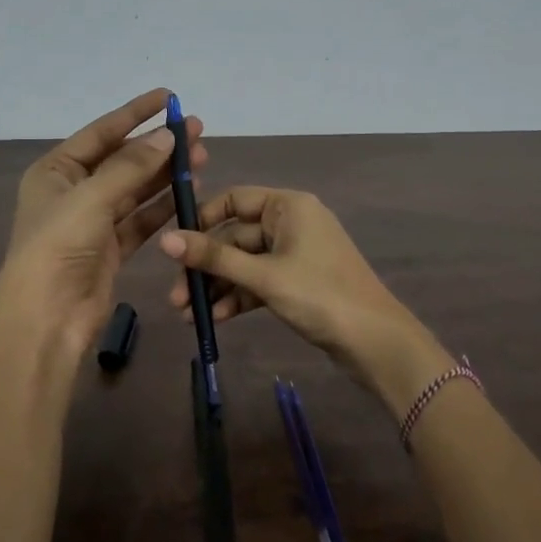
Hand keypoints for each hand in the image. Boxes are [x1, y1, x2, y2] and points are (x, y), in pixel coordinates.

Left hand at [0, 88, 205, 370]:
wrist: (46, 317)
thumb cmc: (59, 246)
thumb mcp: (92, 198)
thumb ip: (132, 166)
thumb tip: (167, 135)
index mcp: (56, 171)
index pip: (102, 132)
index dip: (135, 113)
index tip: (168, 98)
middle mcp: (73, 192)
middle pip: (122, 160)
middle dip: (158, 146)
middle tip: (197, 131)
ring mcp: (93, 221)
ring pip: (136, 189)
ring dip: (166, 174)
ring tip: (202, 159)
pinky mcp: (111, 248)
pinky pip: (141, 219)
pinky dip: (163, 206)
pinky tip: (189, 192)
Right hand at [159, 186, 450, 419]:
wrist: (375, 342)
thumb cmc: (319, 295)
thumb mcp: (263, 276)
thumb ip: (214, 257)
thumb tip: (165, 239)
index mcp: (288, 206)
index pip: (235, 199)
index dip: (203, 219)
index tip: (175, 245)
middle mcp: (291, 222)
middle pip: (236, 236)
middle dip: (206, 265)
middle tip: (177, 296)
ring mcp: (296, 254)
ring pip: (245, 262)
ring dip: (218, 285)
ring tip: (189, 315)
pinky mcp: (298, 282)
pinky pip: (260, 281)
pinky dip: (239, 296)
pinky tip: (216, 319)